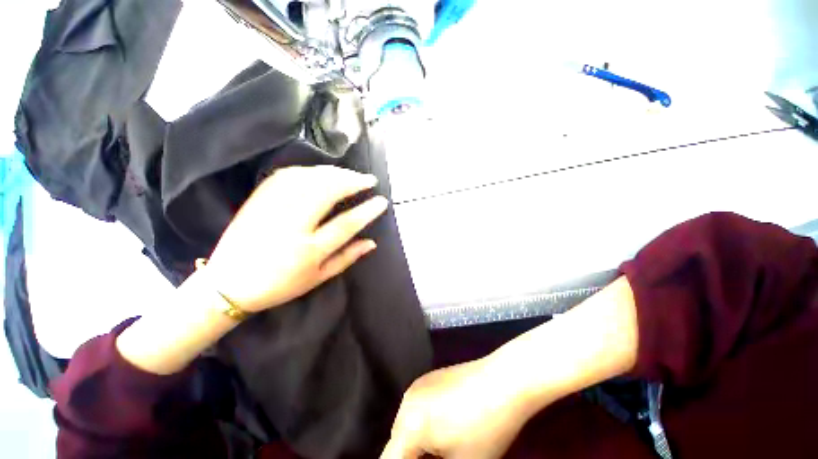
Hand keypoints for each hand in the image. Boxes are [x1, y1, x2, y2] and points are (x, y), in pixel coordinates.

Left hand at [207, 166, 387, 312]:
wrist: (228, 284)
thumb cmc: (279, 285)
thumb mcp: (318, 278)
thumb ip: (347, 258)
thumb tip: (372, 242)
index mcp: (309, 250)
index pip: (346, 224)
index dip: (367, 210)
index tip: (382, 200)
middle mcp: (291, 225)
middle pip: (326, 192)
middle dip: (352, 181)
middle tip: (368, 179)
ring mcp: (272, 208)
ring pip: (308, 179)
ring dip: (334, 173)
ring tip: (350, 174)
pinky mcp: (258, 199)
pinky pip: (287, 176)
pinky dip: (309, 170)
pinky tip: (321, 172)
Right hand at [382, 358, 534, 458]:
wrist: (503, 381)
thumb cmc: (485, 428)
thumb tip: (425, 457)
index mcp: (409, 423)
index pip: (390, 458)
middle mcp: (407, 399)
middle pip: (397, 441)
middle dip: (411, 456)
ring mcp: (419, 384)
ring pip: (407, 423)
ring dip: (417, 441)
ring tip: (442, 448)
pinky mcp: (430, 377)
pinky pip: (417, 407)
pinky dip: (424, 422)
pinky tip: (447, 425)